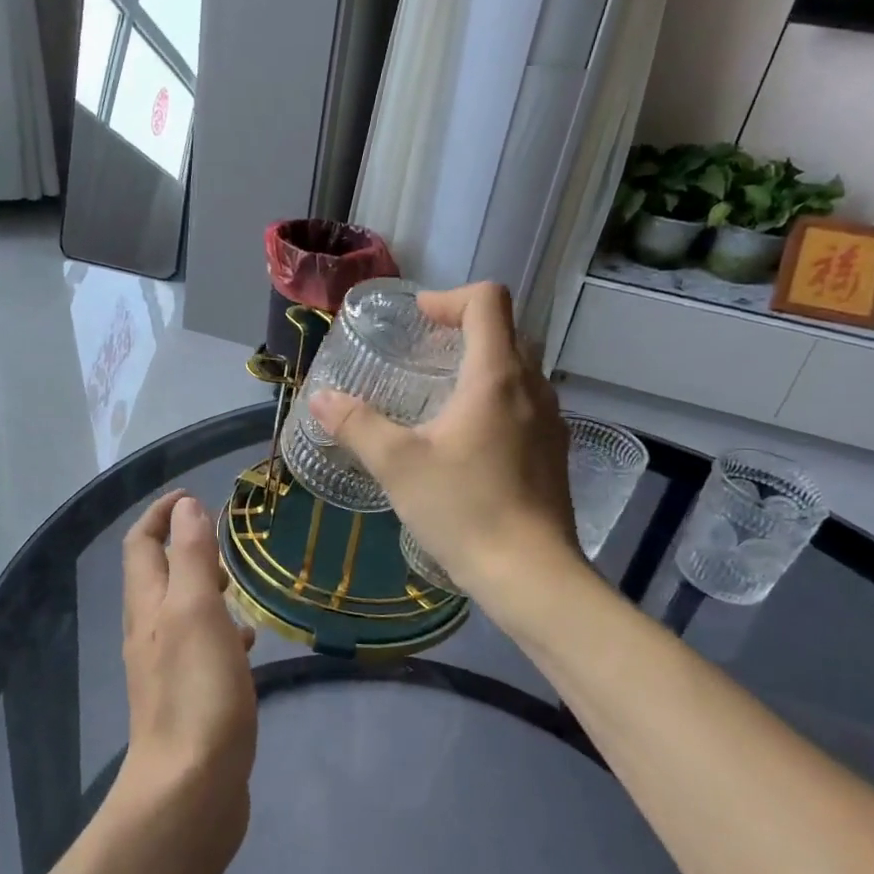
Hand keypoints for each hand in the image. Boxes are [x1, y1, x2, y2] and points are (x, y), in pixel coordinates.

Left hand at [115, 492, 257, 841]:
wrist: (190, 790)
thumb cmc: (196, 692)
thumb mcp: (196, 610)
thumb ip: (191, 556)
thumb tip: (186, 507)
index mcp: (148, 605)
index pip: (142, 543)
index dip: (162, 513)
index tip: (193, 495)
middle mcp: (149, 631)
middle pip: (158, 573)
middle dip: (185, 545)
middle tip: (224, 537)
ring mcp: (167, 666)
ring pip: (182, 610)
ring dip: (205, 586)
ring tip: (241, 583)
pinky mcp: (189, 696)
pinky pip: (200, 646)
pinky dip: (220, 629)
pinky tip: (247, 642)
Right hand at [311, 282, 582, 606]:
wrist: (531, 575)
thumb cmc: (464, 509)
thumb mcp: (397, 465)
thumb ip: (356, 424)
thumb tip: (320, 398)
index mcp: (497, 377)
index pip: (488, 301)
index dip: (449, 298)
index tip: (417, 320)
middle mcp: (532, 387)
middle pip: (505, 330)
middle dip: (462, 329)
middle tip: (422, 353)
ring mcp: (550, 421)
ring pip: (518, 369)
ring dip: (479, 365)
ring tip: (437, 396)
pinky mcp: (553, 452)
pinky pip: (525, 403)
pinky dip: (494, 399)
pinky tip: (465, 439)